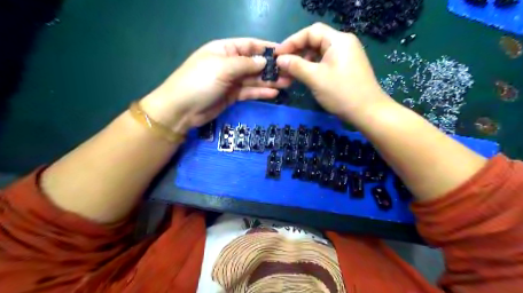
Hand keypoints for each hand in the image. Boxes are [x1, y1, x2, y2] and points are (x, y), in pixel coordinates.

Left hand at [141, 38, 292, 131]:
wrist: (181, 109)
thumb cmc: (199, 82)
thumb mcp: (222, 67)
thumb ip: (245, 64)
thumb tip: (264, 61)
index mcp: (224, 50)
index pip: (249, 45)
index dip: (266, 48)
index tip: (284, 53)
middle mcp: (229, 64)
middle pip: (254, 64)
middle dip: (271, 68)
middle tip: (290, 73)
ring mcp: (231, 81)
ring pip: (253, 79)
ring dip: (269, 81)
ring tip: (288, 83)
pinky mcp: (232, 96)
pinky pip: (249, 92)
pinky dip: (261, 92)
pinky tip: (274, 93)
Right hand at [275, 23, 394, 121]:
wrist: (368, 112)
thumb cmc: (341, 93)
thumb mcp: (315, 78)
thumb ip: (296, 66)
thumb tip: (279, 59)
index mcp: (338, 40)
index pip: (311, 32)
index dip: (292, 41)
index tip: (277, 55)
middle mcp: (343, 44)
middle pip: (314, 42)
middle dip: (296, 53)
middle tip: (281, 66)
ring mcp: (345, 57)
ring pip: (318, 54)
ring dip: (302, 62)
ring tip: (289, 74)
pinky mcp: (344, 68)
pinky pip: (324, 63)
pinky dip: (311, 69)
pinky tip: (302, 77)